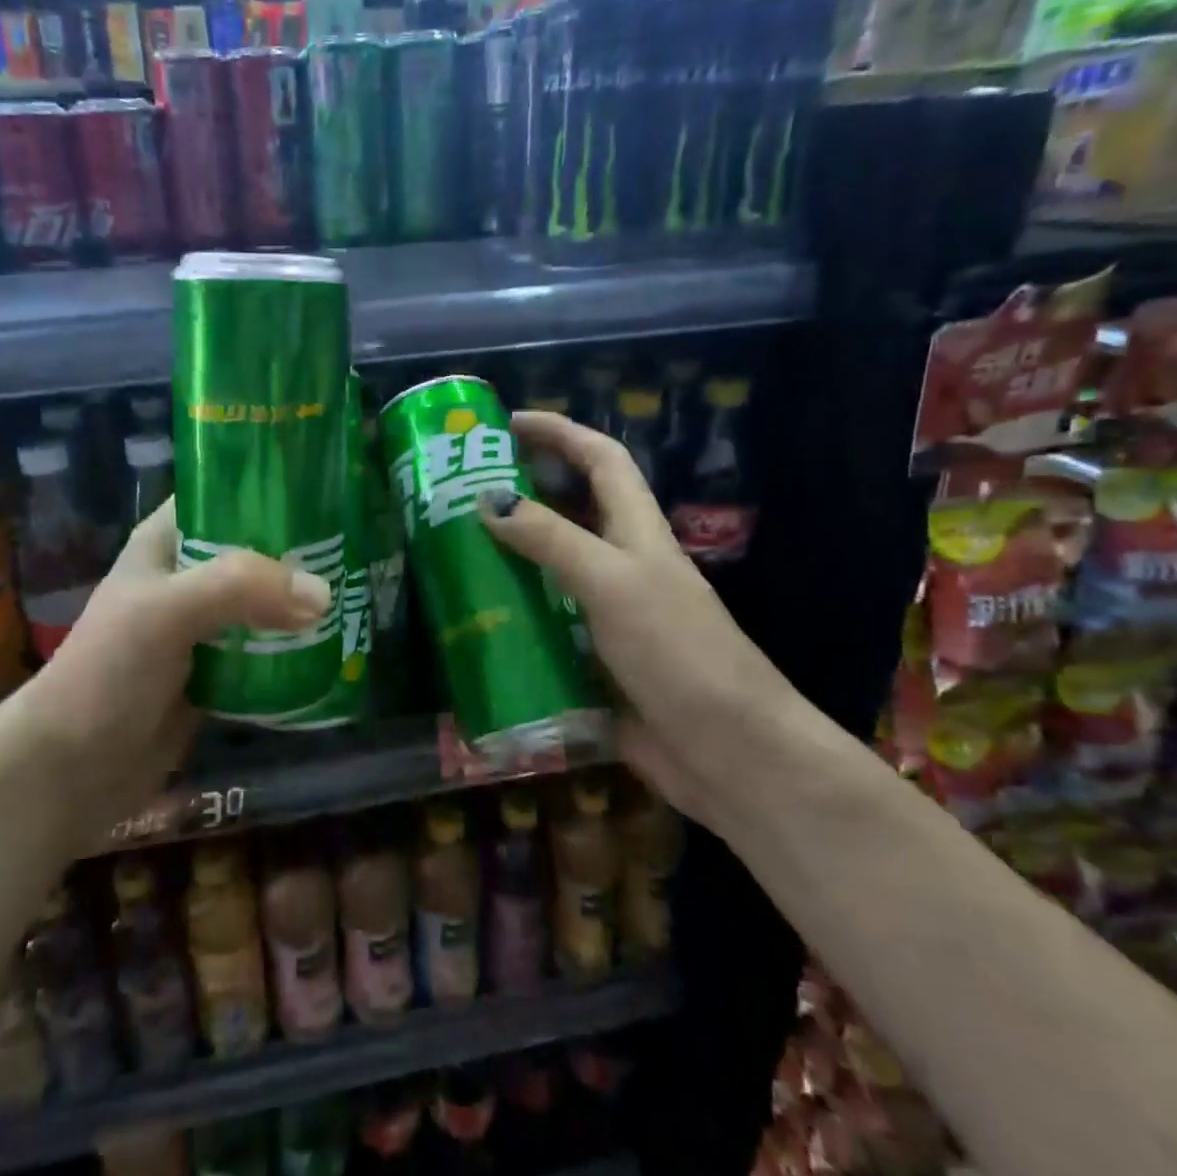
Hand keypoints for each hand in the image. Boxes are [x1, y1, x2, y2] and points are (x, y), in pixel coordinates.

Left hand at [12, 497, 331, 835]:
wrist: (75, 767)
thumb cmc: (109, 671)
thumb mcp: (167, 611)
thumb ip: (240, 588)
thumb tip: (323, 594)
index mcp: (167, 542)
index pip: (224, 494)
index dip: (270, 488)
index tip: (327, 490)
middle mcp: (189, 575)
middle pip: (255, 549)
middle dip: (301, 551)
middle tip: (357, 549)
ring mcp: (205, 624)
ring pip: (265, 600)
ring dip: (302, 602)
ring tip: (358, 592)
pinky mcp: (220, 669)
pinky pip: (267, 647)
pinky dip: (296, 646)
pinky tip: (337, 642)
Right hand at [478, 411, 796, 824]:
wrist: (728, 752)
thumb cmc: (678, 652)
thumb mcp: (612, 583)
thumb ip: (552, 540)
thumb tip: (487, 499)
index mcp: (636, 532)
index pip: (600, 459)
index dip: (559, 432)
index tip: (506, 423)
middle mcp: (620, 565)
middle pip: (568, 511)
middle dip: (520, 491)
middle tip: (457, 491)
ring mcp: (605, 615)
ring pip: (547, 570)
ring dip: (505, 557)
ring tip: (448, 552)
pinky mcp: (590, 659)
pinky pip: (540, 626)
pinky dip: (508, 617)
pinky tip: (468, 623)